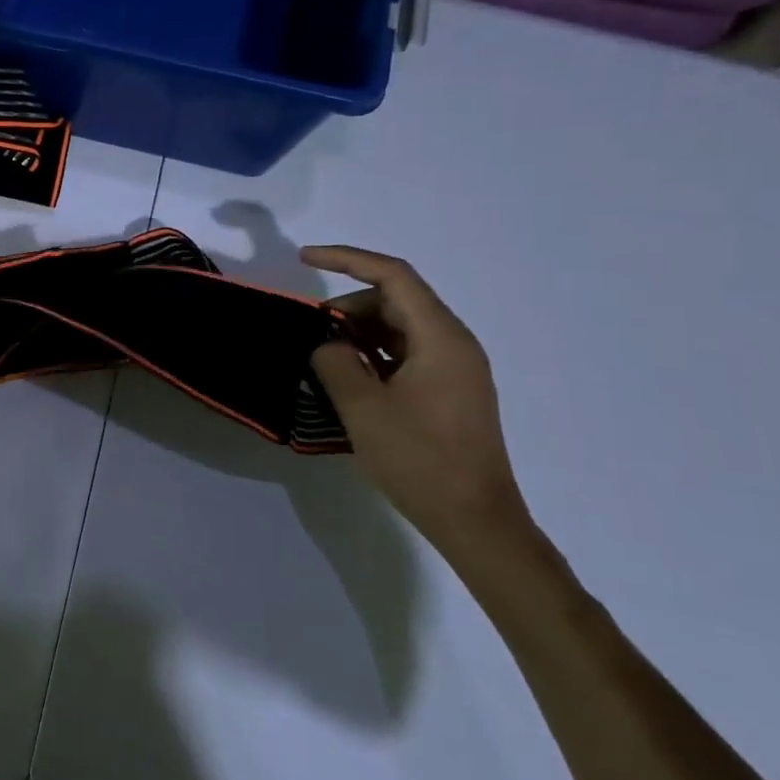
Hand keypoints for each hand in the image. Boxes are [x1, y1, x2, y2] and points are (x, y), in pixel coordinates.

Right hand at [301, 245, 534, 563]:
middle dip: (348, 306)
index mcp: (441, 339)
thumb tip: (325, 344)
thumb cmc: (419, 459)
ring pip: (399, 327)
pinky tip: (346, 377)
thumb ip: (335, 363)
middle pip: (396, 300)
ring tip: (322, 358)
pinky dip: (372, 354)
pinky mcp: (448, 391)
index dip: (347, 259)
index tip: (305, 259)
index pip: (393, 276)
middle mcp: (453, 344)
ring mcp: (454, 369)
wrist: (474, 519)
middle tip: (309, 334)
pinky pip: (405, 353)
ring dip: (357, 332)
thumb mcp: (363, 408)